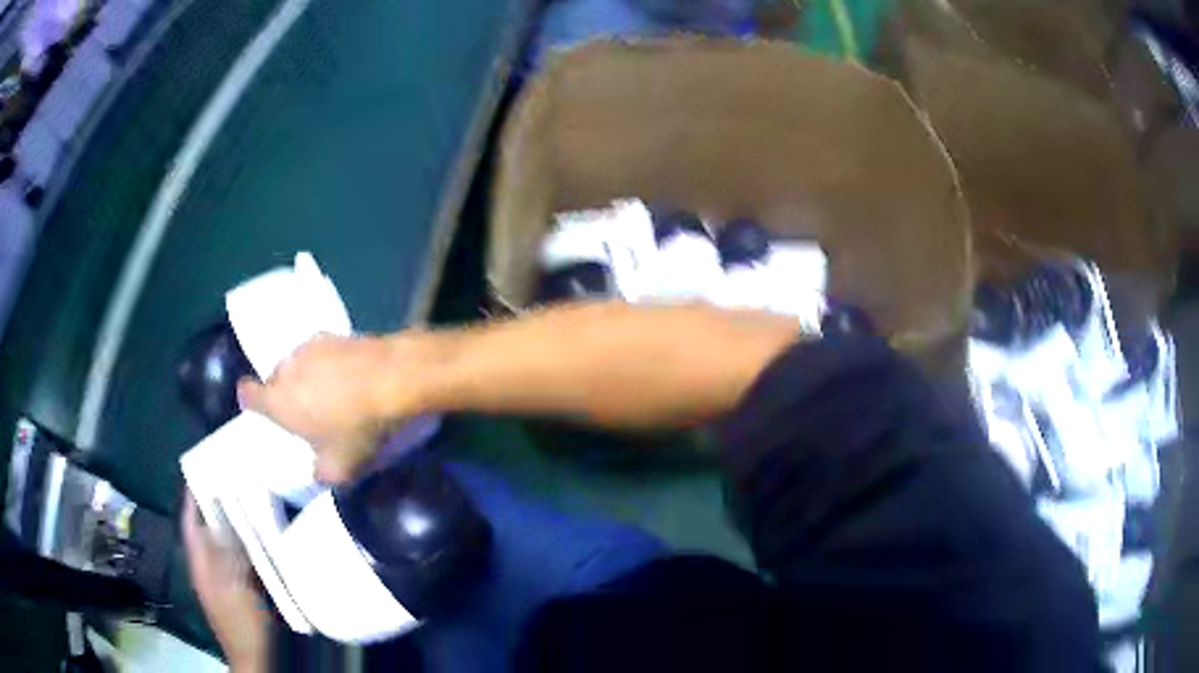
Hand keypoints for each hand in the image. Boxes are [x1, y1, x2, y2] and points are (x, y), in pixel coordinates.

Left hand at [182, 496, 268, 672]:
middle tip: (239, 479)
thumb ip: (225, 552)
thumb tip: (224, 515)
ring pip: (231, 543)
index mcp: (201, 564)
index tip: (205, 467)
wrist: (260, 659)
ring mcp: (230, 581)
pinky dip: (257, 546)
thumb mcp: (230, 587)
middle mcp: (212, 568)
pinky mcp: (249, 591)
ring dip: (241, 524)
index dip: (193, 495)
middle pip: (212, 529)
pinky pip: (249, 559)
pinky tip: (272, 537)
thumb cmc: (241, 625)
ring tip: (257, 500)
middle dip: (221, 504)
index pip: (191, 521)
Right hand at [237, 333, 431, 483]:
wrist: (395, 379)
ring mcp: (310, 346)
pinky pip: (322, 352)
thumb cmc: (358, 428)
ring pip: (298, 364)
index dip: (251, 402)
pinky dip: (329, 364)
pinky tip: (350, 378)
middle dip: (285, 394)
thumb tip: (318, 471)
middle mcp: (286, 368)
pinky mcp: (336, 333)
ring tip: (332, 396)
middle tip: (306, 414)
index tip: (263, 412)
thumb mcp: (340, 468)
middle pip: (274, 379)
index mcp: (277, 400)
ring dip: (307, 377)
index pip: (247, 394)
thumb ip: (320, 473)